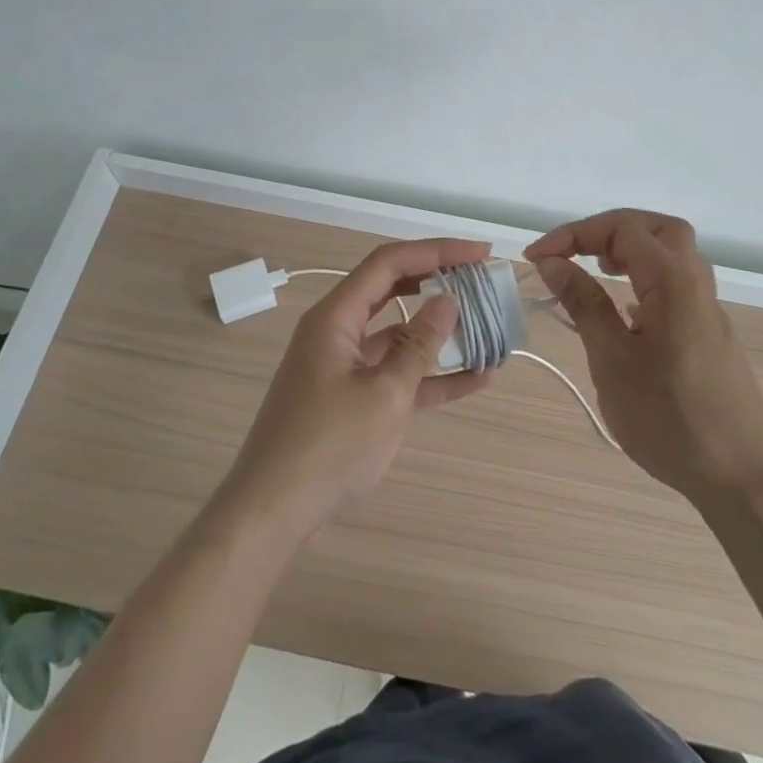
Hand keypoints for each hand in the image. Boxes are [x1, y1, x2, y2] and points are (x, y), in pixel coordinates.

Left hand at [219, 238, 494, 534]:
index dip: (436, 251)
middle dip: (439, 281)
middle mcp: (338, 332)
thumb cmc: (327, 446)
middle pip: (394, 290)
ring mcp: (345, 366)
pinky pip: (397, 374)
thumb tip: (447, 301)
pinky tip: (476, 379)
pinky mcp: (353, 398)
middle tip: (482, 279)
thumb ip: (419, 346)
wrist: (274, 511)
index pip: (389, 264)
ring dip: (441, 333)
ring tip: (488, 327)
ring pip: (399, 335)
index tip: (480, 253)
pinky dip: (432, 375)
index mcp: (335, 317)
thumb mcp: (384, 394)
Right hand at [525, 210, 762, 504]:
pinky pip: (677, 284)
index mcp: (673, 282)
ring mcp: (708, 310)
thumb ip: (584, 304)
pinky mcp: (711, 334)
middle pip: (656, 228)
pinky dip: (645, 278)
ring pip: (672, 254)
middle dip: (609, 231)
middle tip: (575, 254)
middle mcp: (696, 284)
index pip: (622, 228)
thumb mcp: (612, 360)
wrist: (743, 478)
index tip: (536, 258)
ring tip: (594, 273)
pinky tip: (624, 312)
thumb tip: (553, 262)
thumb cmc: (669, 419)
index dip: (573, 234)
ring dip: (630, 251)